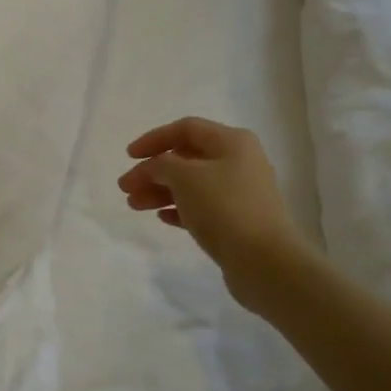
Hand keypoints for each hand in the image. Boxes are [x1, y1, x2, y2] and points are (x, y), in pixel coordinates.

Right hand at [117, 117, 300, 311]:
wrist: (265, 262)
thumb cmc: (223, 207)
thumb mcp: (184, 177)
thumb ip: (160, 165)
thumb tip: (154, 168)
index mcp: (232, 142)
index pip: (185, 128)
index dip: (153, 139)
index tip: (129, 156)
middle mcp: (239, 162)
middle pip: (186, 158)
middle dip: (153, 171)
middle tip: (126, 187)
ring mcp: (240, 193)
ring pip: (191, 184)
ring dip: (160, 191)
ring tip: (134, 205)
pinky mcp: (238, 221)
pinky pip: (202, 207)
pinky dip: (179, 208)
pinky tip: (161, 217)